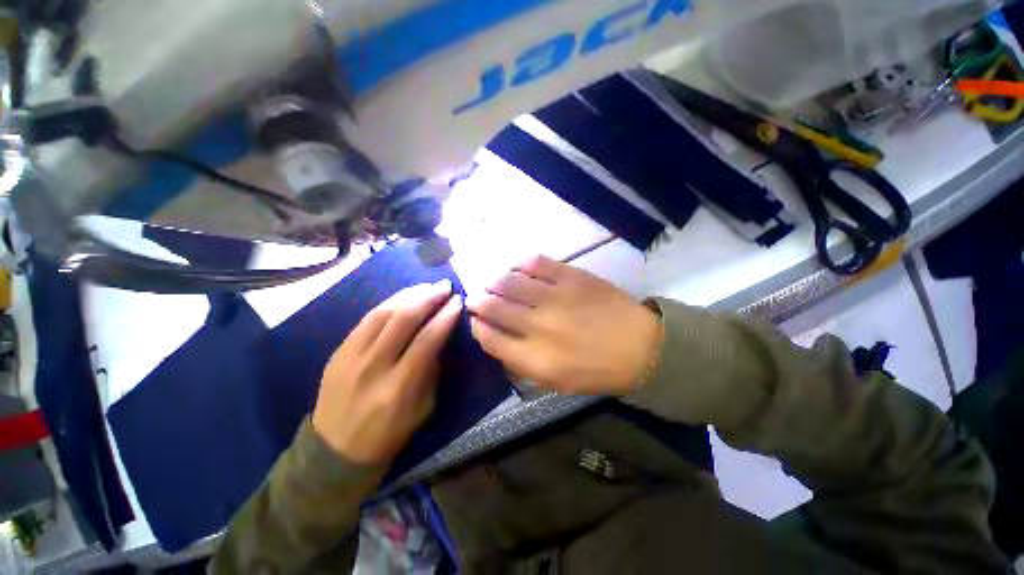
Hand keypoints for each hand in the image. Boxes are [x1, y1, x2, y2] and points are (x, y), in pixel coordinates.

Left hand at [312, 281, 463, 464]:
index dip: (444, 317)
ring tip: (427, 286)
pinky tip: (403, 297)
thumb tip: (439, 336)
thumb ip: (432, 370)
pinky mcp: (338, 352)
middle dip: (428, 298)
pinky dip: (389, 303)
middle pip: (403, 320)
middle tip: (445, 286)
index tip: (458, 301)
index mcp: (398, 387)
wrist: (334, 451)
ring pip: (383, 313)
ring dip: (409, 295)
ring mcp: (350, 357)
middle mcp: (373, 367)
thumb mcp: (423, 408)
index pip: (427, 340)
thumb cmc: (389, 434)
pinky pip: (366, 319)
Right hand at [466, 256, 661, 395]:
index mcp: (534, 359)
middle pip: (492, 306)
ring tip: (494, 283)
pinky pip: (535, 263)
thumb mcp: (555, 382)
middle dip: (477, 300)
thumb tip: (497, 338)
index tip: (475, 320)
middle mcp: (538, 326)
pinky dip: (520, 264)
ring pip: (508, 281)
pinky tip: (518, 269)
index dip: (476, 327)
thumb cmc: (596, 370)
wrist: (640, 347)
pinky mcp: (571, 277)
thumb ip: (521, 362)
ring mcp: (554, 297)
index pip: (489, 338)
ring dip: (494, 281)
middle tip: (475, 297)